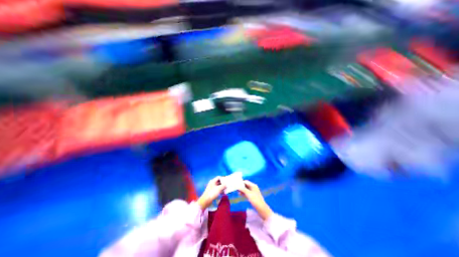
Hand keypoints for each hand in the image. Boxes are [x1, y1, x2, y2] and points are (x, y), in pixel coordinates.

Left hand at [197, 177, 224, 210]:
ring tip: (226, 189)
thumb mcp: (219, 188)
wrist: (206, 200)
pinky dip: (220, 191)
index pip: (218, 177)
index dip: (223, 178)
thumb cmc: (212, 193)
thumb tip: (226, 184)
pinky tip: (223, 193)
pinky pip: (217, 190)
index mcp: (213, 181)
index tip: (226, 180)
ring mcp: (212, 188)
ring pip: (218, 186)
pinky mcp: (212, 192)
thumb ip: (223, 186)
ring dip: (222, 187)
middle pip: (218, 182)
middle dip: (223, 183)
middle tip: (227, 185)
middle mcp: (212, 183)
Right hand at [237, 179, 271, 218]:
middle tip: (235, 188)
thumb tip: (237, 186)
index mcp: (253, 185)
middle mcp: (253, 187)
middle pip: (246, 185)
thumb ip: (243, 189)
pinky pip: (247, 193)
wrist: (261, 208)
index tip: (236, 184)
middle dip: (241, 186)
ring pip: (246, 189)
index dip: (241, 182)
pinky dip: (243, 193)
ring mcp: (253, 192)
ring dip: (242, 190)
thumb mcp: (248, 194)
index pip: (246, 182)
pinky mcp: (252, 196)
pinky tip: (240, 194)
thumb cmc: (255, 200)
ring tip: (237, 191)